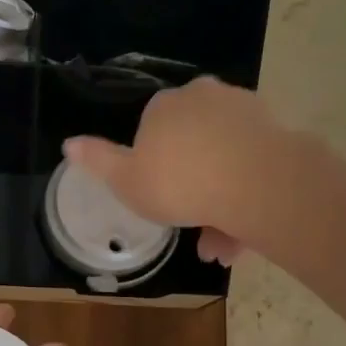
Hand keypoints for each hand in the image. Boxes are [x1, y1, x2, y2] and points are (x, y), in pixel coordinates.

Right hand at [65, 76, 288, 266]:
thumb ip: (98, 161)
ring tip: (220, 248)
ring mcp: (243, 111)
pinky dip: (246, 197)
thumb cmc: (179, 183)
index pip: (152, 129)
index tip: (159, 197)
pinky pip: (253, 166)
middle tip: (191, 227)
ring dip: (219, 201)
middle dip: (191, 186)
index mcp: (164, 105)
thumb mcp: (126, 181)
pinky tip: (243, 235)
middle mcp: (203, 97)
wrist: (257, 184)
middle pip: (192, 144)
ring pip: (224, 160)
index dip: (154, 165)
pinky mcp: (277, 132)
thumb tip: (68, 143)